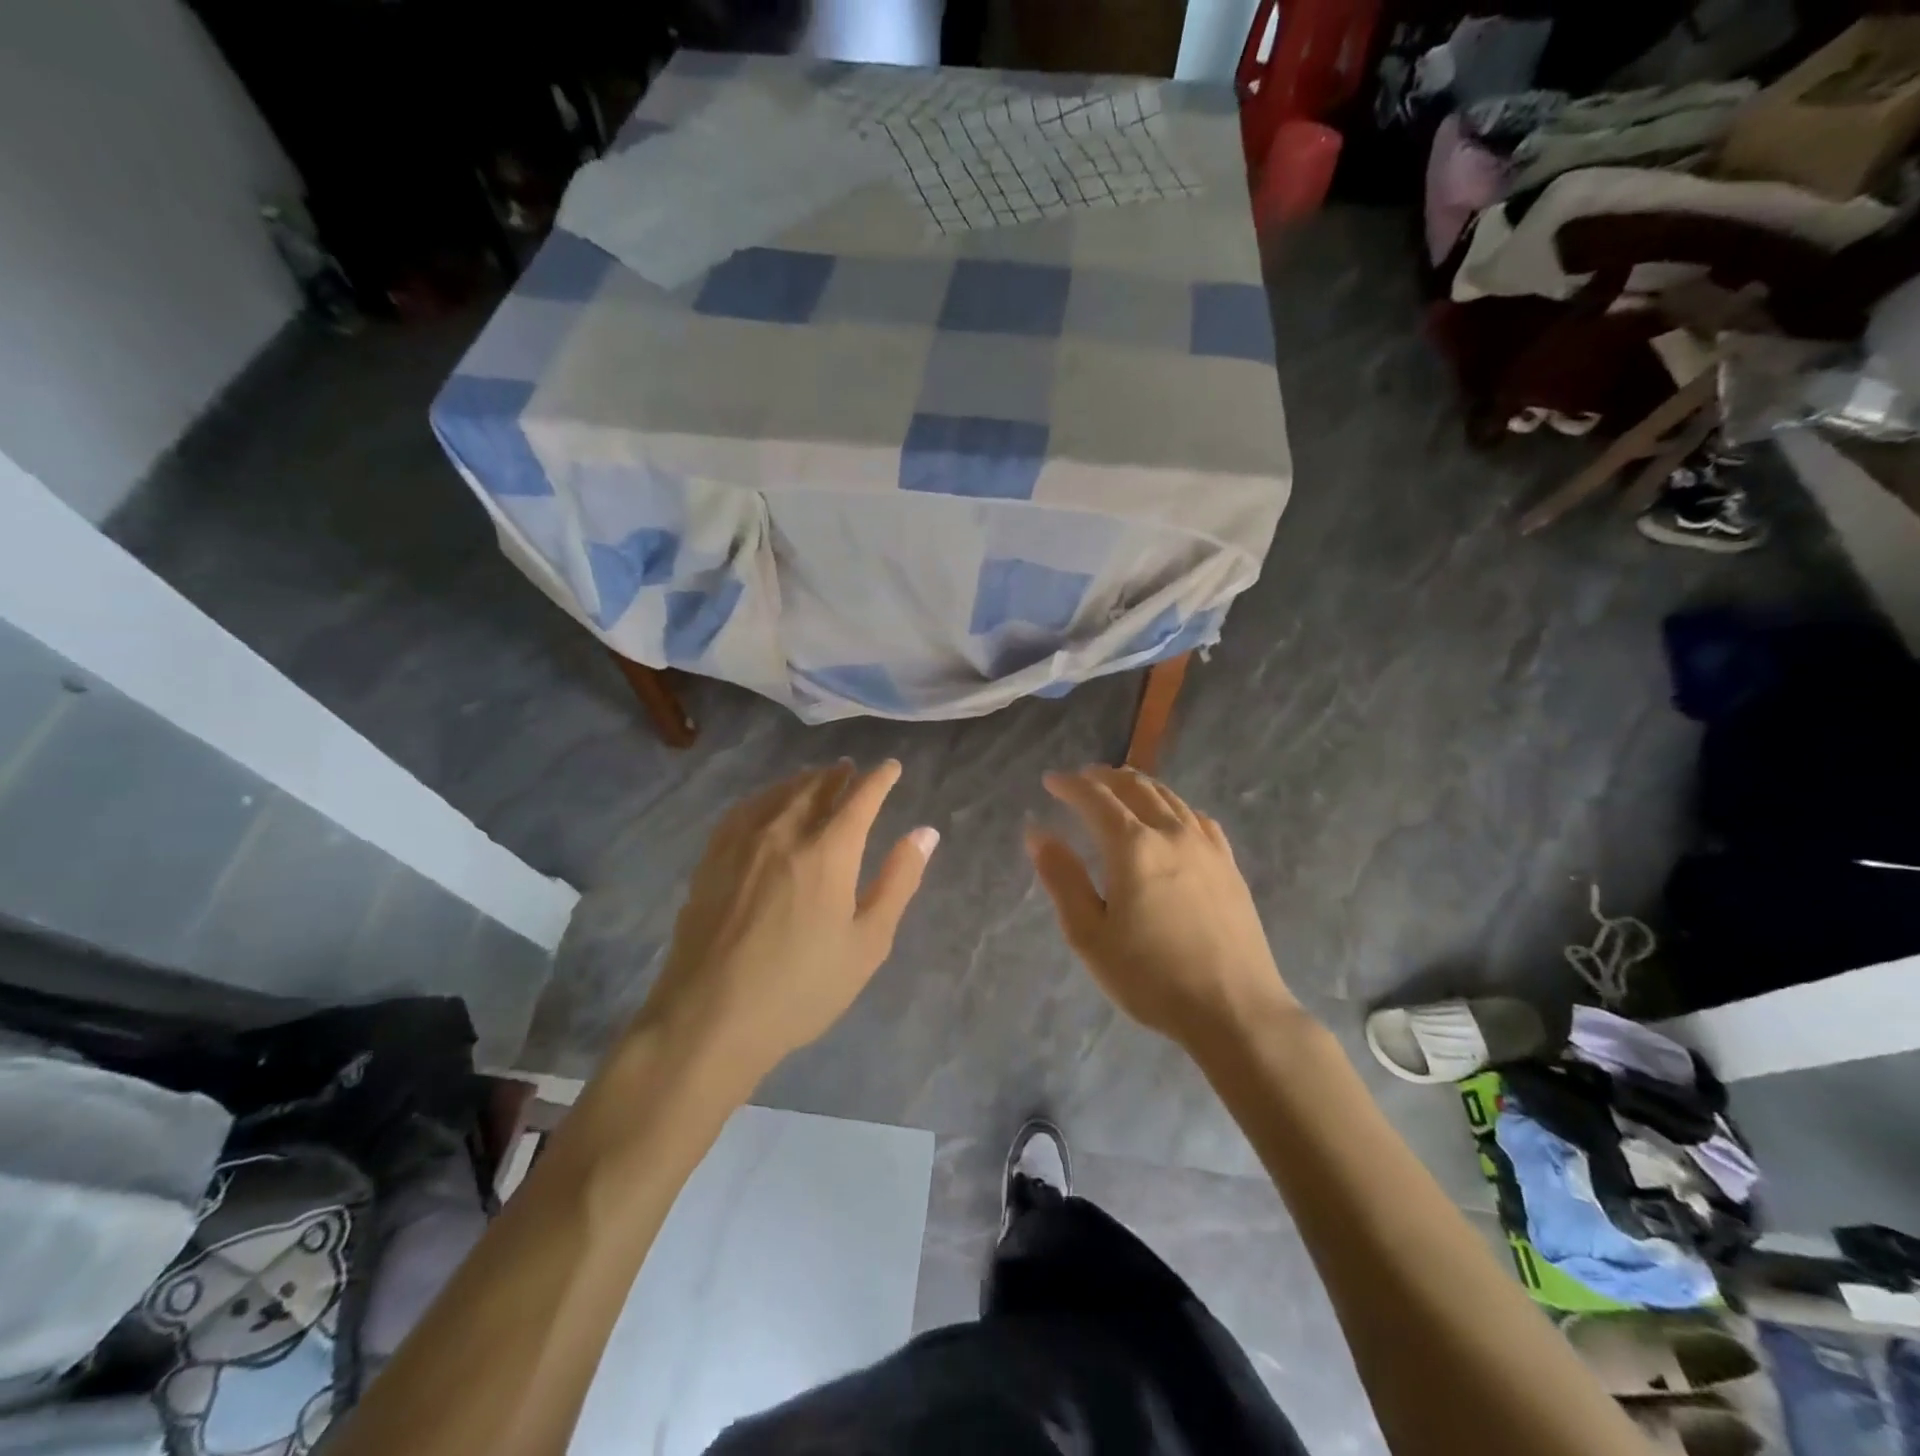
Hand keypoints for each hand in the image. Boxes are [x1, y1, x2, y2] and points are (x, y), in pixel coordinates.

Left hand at [640, 761, 936, 1087]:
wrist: (710, 1017)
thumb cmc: (802, 987)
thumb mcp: (867, 943)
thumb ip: (898, 881)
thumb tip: (925, 833)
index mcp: (828, 852)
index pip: (860, 798)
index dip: (879, 779)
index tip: (891, 767)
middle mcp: (785, 833)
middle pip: (816, 787)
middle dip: (839, 775)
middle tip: (851, 769)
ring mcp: (742, 843)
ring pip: (778, 794)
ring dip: (803, 780)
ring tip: (815, 778)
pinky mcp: (712, 859)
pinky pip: (743, 810)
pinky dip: (764, 797)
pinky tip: (766, 804)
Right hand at [1026, 767, 1295, 1048]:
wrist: (1234, 1010)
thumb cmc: (1150, 977)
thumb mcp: (1089, 935)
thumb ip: (1062, 878)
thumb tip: (1037, 833)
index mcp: (1132, 847)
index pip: (1095, 798)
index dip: (1070, 785)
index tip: (1050, 781)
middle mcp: (1171, 833)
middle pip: (1135, 787)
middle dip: (1104, 777)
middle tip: (1083, 778)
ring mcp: (1207, 847)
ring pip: (1170, 797)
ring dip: (1139, 785)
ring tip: (1120, 788)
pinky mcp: (1229, 865)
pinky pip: (1197, 818)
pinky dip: (1174, 806)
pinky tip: (1172, 818)